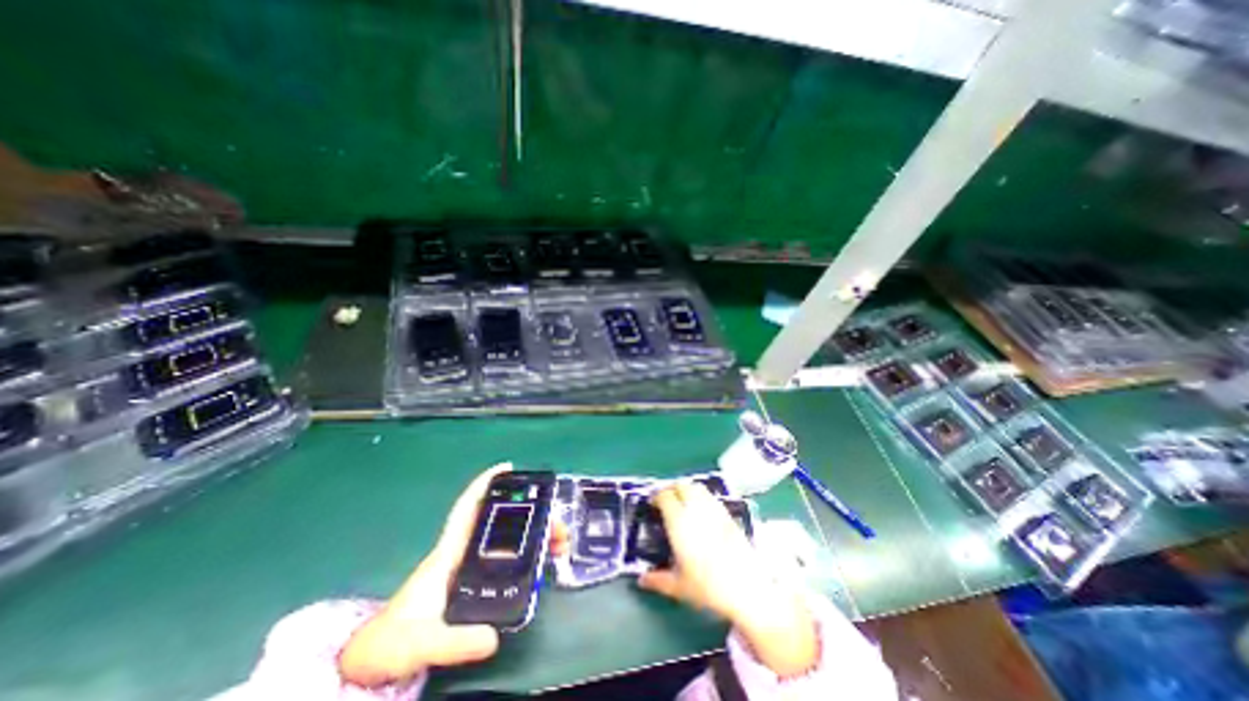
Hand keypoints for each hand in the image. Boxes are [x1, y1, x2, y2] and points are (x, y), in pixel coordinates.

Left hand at [341, 463, 570, 687]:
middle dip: (530, 514)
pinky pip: (506, 555)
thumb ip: (455, 640)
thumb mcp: (423, 642)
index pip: (468, 509)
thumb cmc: (391, 642)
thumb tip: (494, 637)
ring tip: (557, 541)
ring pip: (507, 538)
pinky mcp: (472, 582)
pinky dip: (526, 550)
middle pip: (500, 521)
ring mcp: (468, 567)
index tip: (507, 467)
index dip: (486, 484)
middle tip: (556, 522)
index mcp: (448, 554)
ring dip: (533, 533)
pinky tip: (540, 555)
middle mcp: (461, 553)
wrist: (373, 661)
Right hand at [639, 484, 825, 676]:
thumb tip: (642, 580)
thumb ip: (657, 580)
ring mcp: (713, 509)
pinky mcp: (727, 514)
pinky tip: (701, 512)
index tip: (652, 505)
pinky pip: (710, 496)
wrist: (748, 589)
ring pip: (696, 486)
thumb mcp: (679, 586)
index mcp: (679, 522)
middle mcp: (695, 509)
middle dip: (671, 489)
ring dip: (686, 489)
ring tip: (682, 503)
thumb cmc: (708, 587)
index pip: (665, 496)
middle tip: (665, 501)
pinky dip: (701, 496)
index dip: (656, 497)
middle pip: (681, 485)